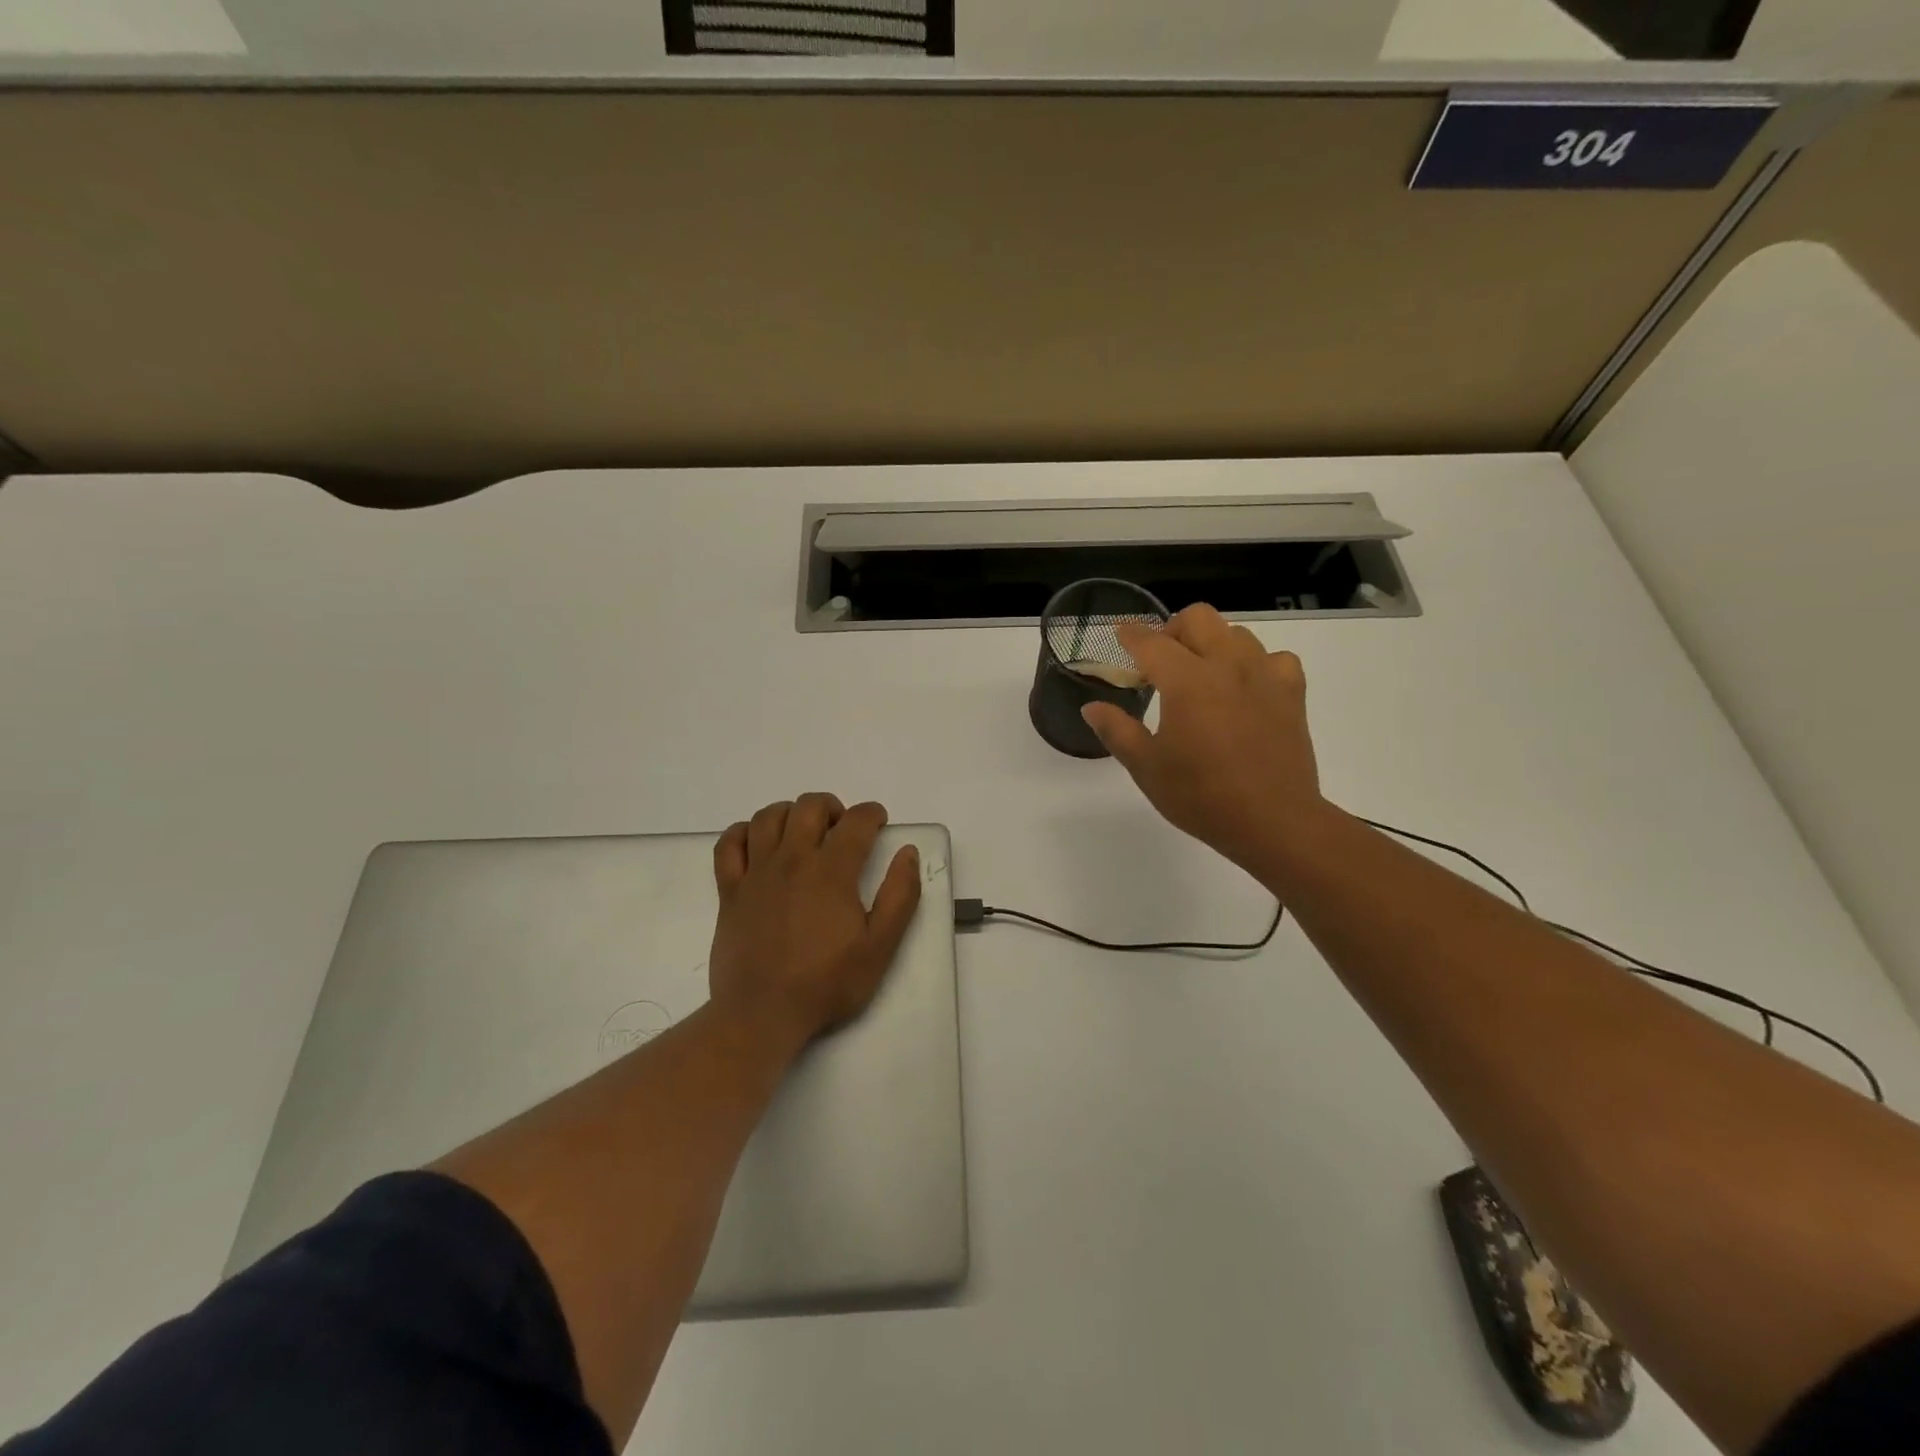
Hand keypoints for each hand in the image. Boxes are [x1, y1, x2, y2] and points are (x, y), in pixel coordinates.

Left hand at [708, 794, 921, 1049]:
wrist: (762, 1014)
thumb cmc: (827, 983)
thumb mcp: (880, 947)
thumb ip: (900, 896)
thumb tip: (907, 853)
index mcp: (831, 871)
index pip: (856, 822)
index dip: (872, 814)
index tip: (879, 822)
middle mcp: (792, 860)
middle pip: (809, 807)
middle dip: (832, 807)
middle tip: (842, 827)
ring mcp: (756, 873)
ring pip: (768, 817)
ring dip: (790, 812)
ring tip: (802, 830)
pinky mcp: (729, 891)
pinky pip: (729, 844)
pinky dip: (743, 832)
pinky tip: (757, 842)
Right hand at [1081, 604, 1326, 873]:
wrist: (1273, 821)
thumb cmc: (1201, 796)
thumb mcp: (1147, 767)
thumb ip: (1117, 730)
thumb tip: (1091, 706)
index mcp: (1186, 681)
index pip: (1151, 643)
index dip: (1130, 635)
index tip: (1119, 633)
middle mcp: (1226, 665)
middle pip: (1198, 618)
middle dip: (1172, 630)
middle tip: (1160, 661)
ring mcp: (1264, 676)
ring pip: (1236, 633)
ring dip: (1212, 643)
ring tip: (1202, 674)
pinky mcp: (1292, 693)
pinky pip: (1275, 658)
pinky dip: (1257, 664)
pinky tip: (1247, 687)